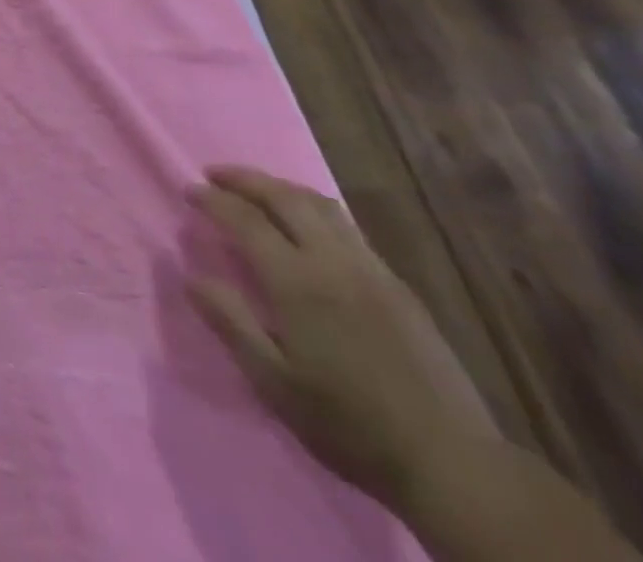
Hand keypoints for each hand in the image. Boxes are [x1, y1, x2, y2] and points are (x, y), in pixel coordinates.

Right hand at [187, 165, 498, 510]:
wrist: (453, 466)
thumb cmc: (349, 424)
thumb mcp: (274, 383)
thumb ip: (230, 322)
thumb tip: (191, 276)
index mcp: (298, 282)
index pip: (245, 219)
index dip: (213, 199)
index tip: (189, 190)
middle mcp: (334, 262)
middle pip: (285, 197)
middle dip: (245, 178)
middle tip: (215, 175)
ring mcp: (373, 271)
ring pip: (322, 206)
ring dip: (281, 188)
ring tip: (256, 190)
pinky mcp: (399, 287)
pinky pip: (348, 228)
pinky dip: (314, 210)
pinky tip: (306, 228)